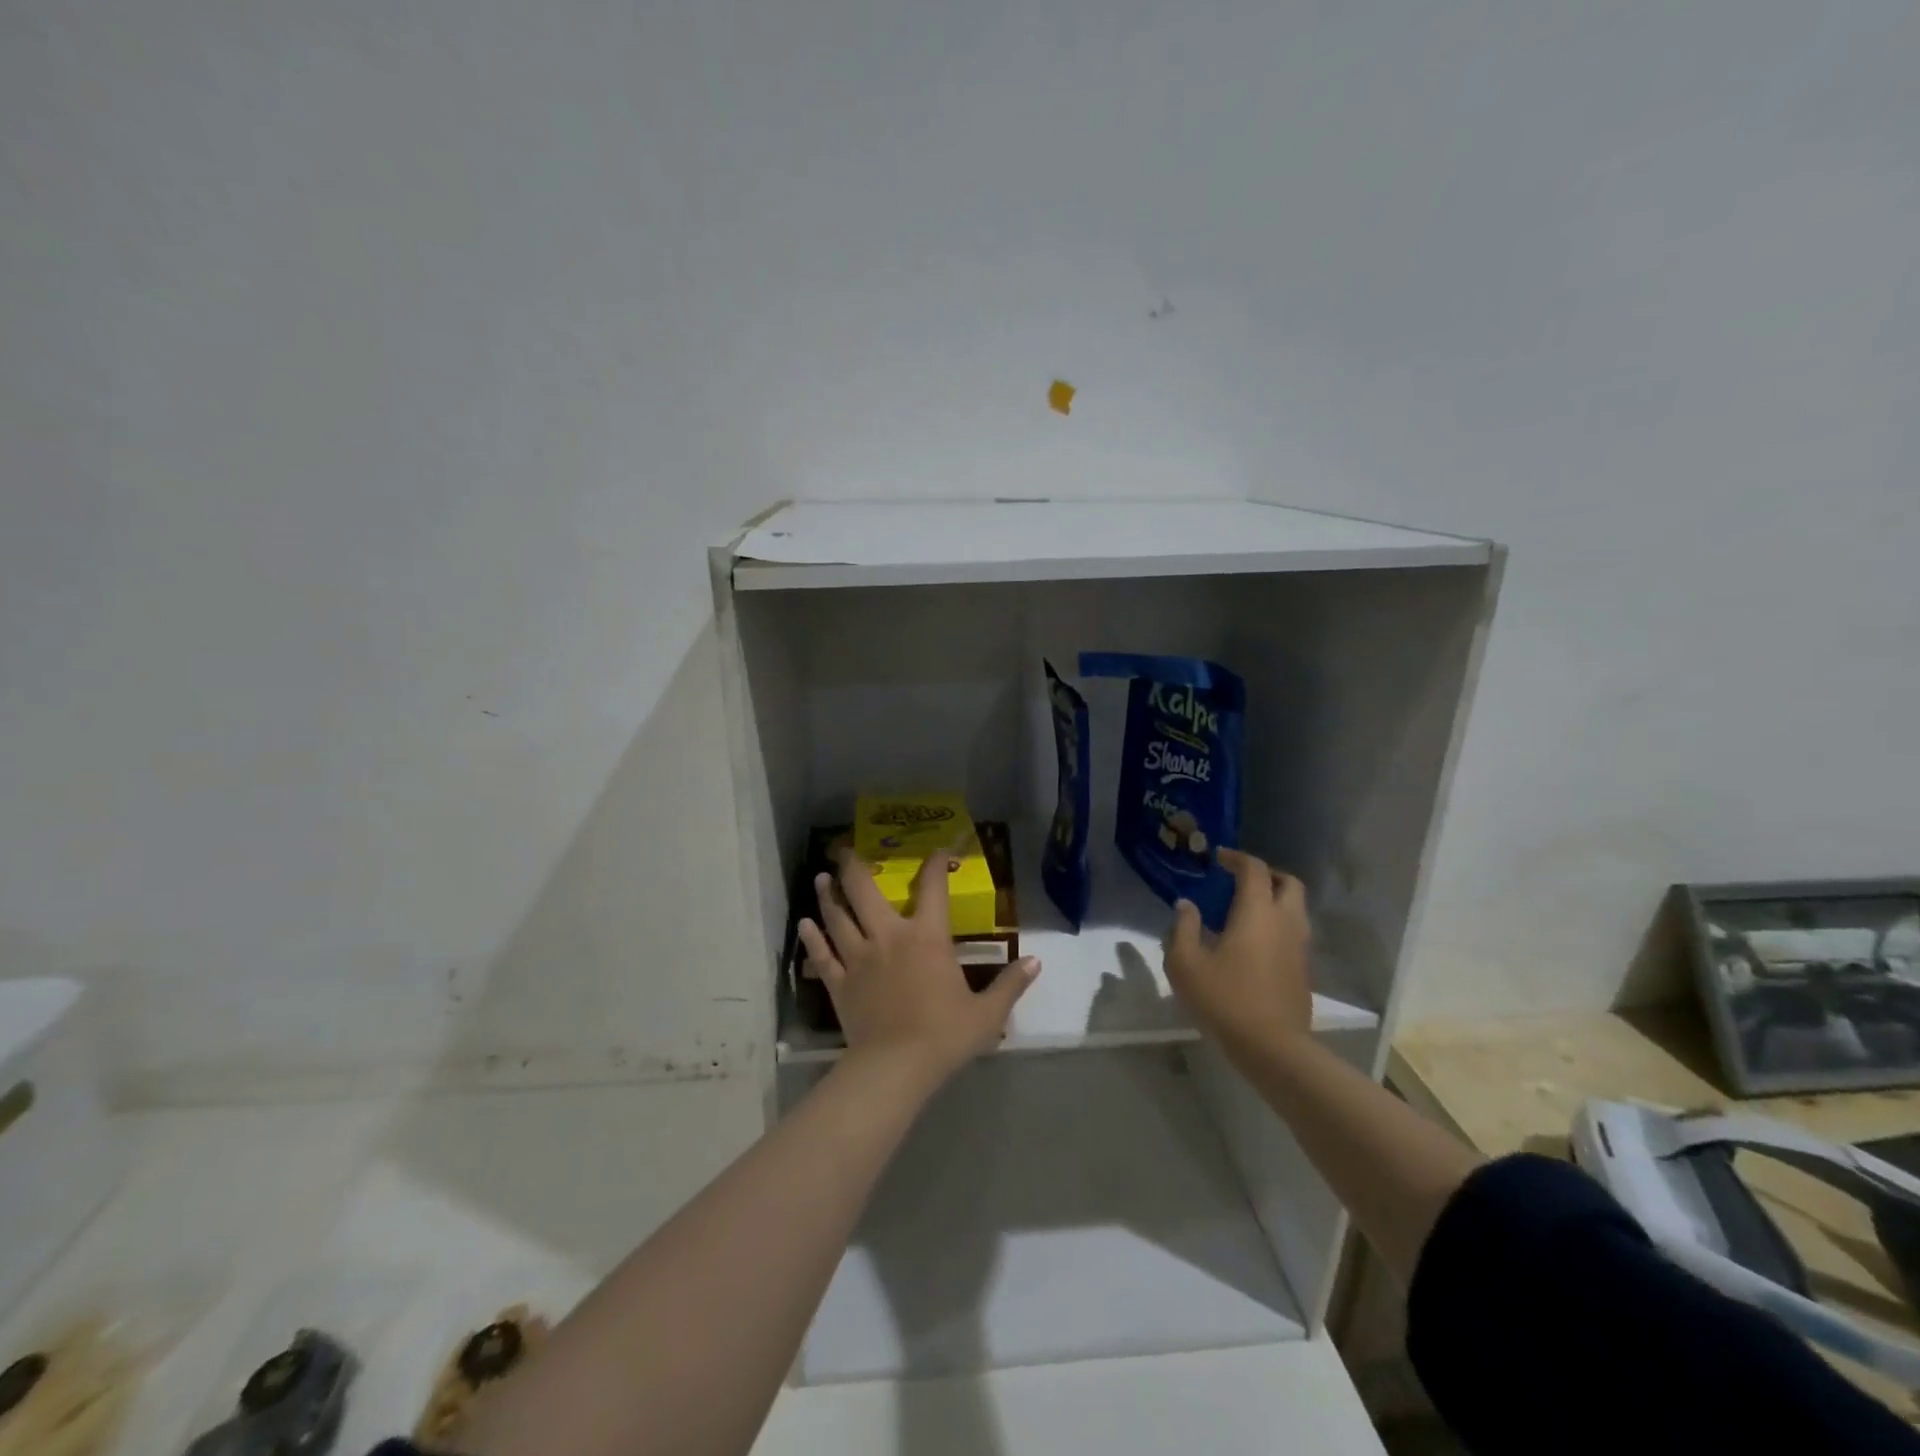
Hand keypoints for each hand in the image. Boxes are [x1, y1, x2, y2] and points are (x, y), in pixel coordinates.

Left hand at [798, 850, 1039, 1086]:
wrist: (896, 1068)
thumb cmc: (945, 1036)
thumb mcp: (987, 1013)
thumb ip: (1011, 985)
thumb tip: (1038, 962)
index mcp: (927, 937)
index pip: (932, 888)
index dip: (936, 863)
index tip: (939, 849)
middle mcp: (888, 936)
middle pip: (864, 892)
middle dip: (853, 866)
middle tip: (842, 849)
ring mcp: (858, 958)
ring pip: (837, 917)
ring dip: (828, 895)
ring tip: (821, 878)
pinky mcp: (839, 983)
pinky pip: (822, 955)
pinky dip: (812, 938)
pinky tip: (805, 924)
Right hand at [1165, 848, 1311, 1049]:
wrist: (1272, 1048)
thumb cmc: (1225, 999)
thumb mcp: (1185, 963)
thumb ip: (1183, 928)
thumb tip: (1187, 905)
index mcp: (1257, 912)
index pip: (1255, 869)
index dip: (1237, 858)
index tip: (1218, 858)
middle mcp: (1285, 922)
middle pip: (1288, 883)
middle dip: (1266, 875)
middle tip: (1239, 881)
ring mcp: (1299, 948)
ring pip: (1296, 909)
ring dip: (1274, 901)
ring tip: (1244, 912)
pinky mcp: (1304, 971)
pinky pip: (1294, 934)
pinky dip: (1277, 926)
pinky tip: (1253, 945)